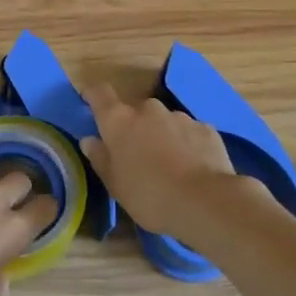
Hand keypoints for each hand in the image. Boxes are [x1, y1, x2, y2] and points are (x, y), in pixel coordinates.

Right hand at [79, 82, 247, 236]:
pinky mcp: (205, 128)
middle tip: (138, 156)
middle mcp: (148, 109)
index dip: (93, 95)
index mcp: (120, 121)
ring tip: (170, 167)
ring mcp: (179, 116)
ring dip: (162, 136)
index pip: (100, 94)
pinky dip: (187, 145)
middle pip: (135, 112)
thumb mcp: (115, 185)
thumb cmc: (149, 196)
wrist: (205, 201)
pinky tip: (193, 169)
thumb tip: (90, 140)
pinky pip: (188, 133)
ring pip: (164, 122)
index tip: (89, 100)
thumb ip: (100, 158)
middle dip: (135, 128)